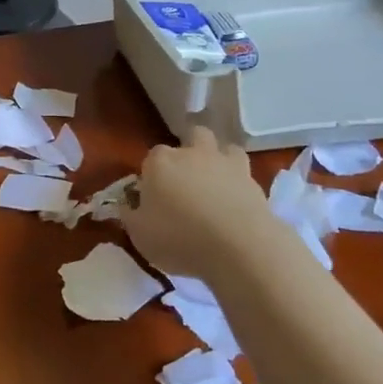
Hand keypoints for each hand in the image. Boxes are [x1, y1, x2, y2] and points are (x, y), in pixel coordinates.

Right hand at [123, 126, 273, 277]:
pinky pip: (245, 174)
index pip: (151, 157)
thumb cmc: (178, 238)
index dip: (152, 174)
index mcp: (160, 162)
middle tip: (186, 179)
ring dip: (220, 160)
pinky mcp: (255, 182)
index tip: (152, 196)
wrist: (239, 247)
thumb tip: (128, 205)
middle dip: (190, 150)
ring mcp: (227, 164)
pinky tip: (236, 203)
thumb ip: (130, 215)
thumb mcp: (139, 234)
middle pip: (192, 136)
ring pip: (225, 147)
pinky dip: (239, 184)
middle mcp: (193, 154)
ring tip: (215, 184)